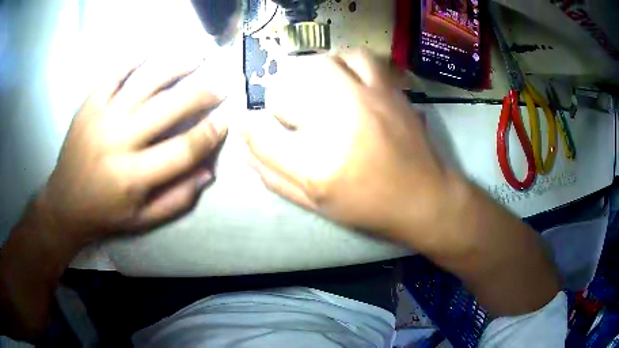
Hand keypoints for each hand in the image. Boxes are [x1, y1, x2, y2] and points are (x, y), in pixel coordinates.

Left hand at [38, 52, 227, 248]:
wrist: (65, 203)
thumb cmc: (105, 214)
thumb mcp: (143, 220)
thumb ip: (177, 199)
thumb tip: (208, 172)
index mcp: (133, 176)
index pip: (181, 150)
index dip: (208, 134)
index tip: (225, 121)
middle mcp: (118, 142)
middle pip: (167, 109)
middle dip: (200, 94)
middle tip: (221, 84)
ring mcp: (102, 117)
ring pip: (145, 82)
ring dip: (176, 65)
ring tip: (199, 55)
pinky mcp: (89, 104)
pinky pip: (114, 74)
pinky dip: (134, 58)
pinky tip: (154, 48)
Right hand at [243, 51, 462, 251]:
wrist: (424, 197)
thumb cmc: (369, 207)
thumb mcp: (316, 205)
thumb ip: (275, 177)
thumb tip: (246, 147)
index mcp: (316, 166)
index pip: (260, 133)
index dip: (248, 125)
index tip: (248, 122)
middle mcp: (338, 125)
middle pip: (286, 89)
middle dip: (279, 101)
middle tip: (290, 113)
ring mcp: (367, 101)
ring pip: (320, 65)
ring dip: (308, 76)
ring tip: (314, 91)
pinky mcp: (389, 90)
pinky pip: (358, 57)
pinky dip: (344, 61)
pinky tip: (345, 77)